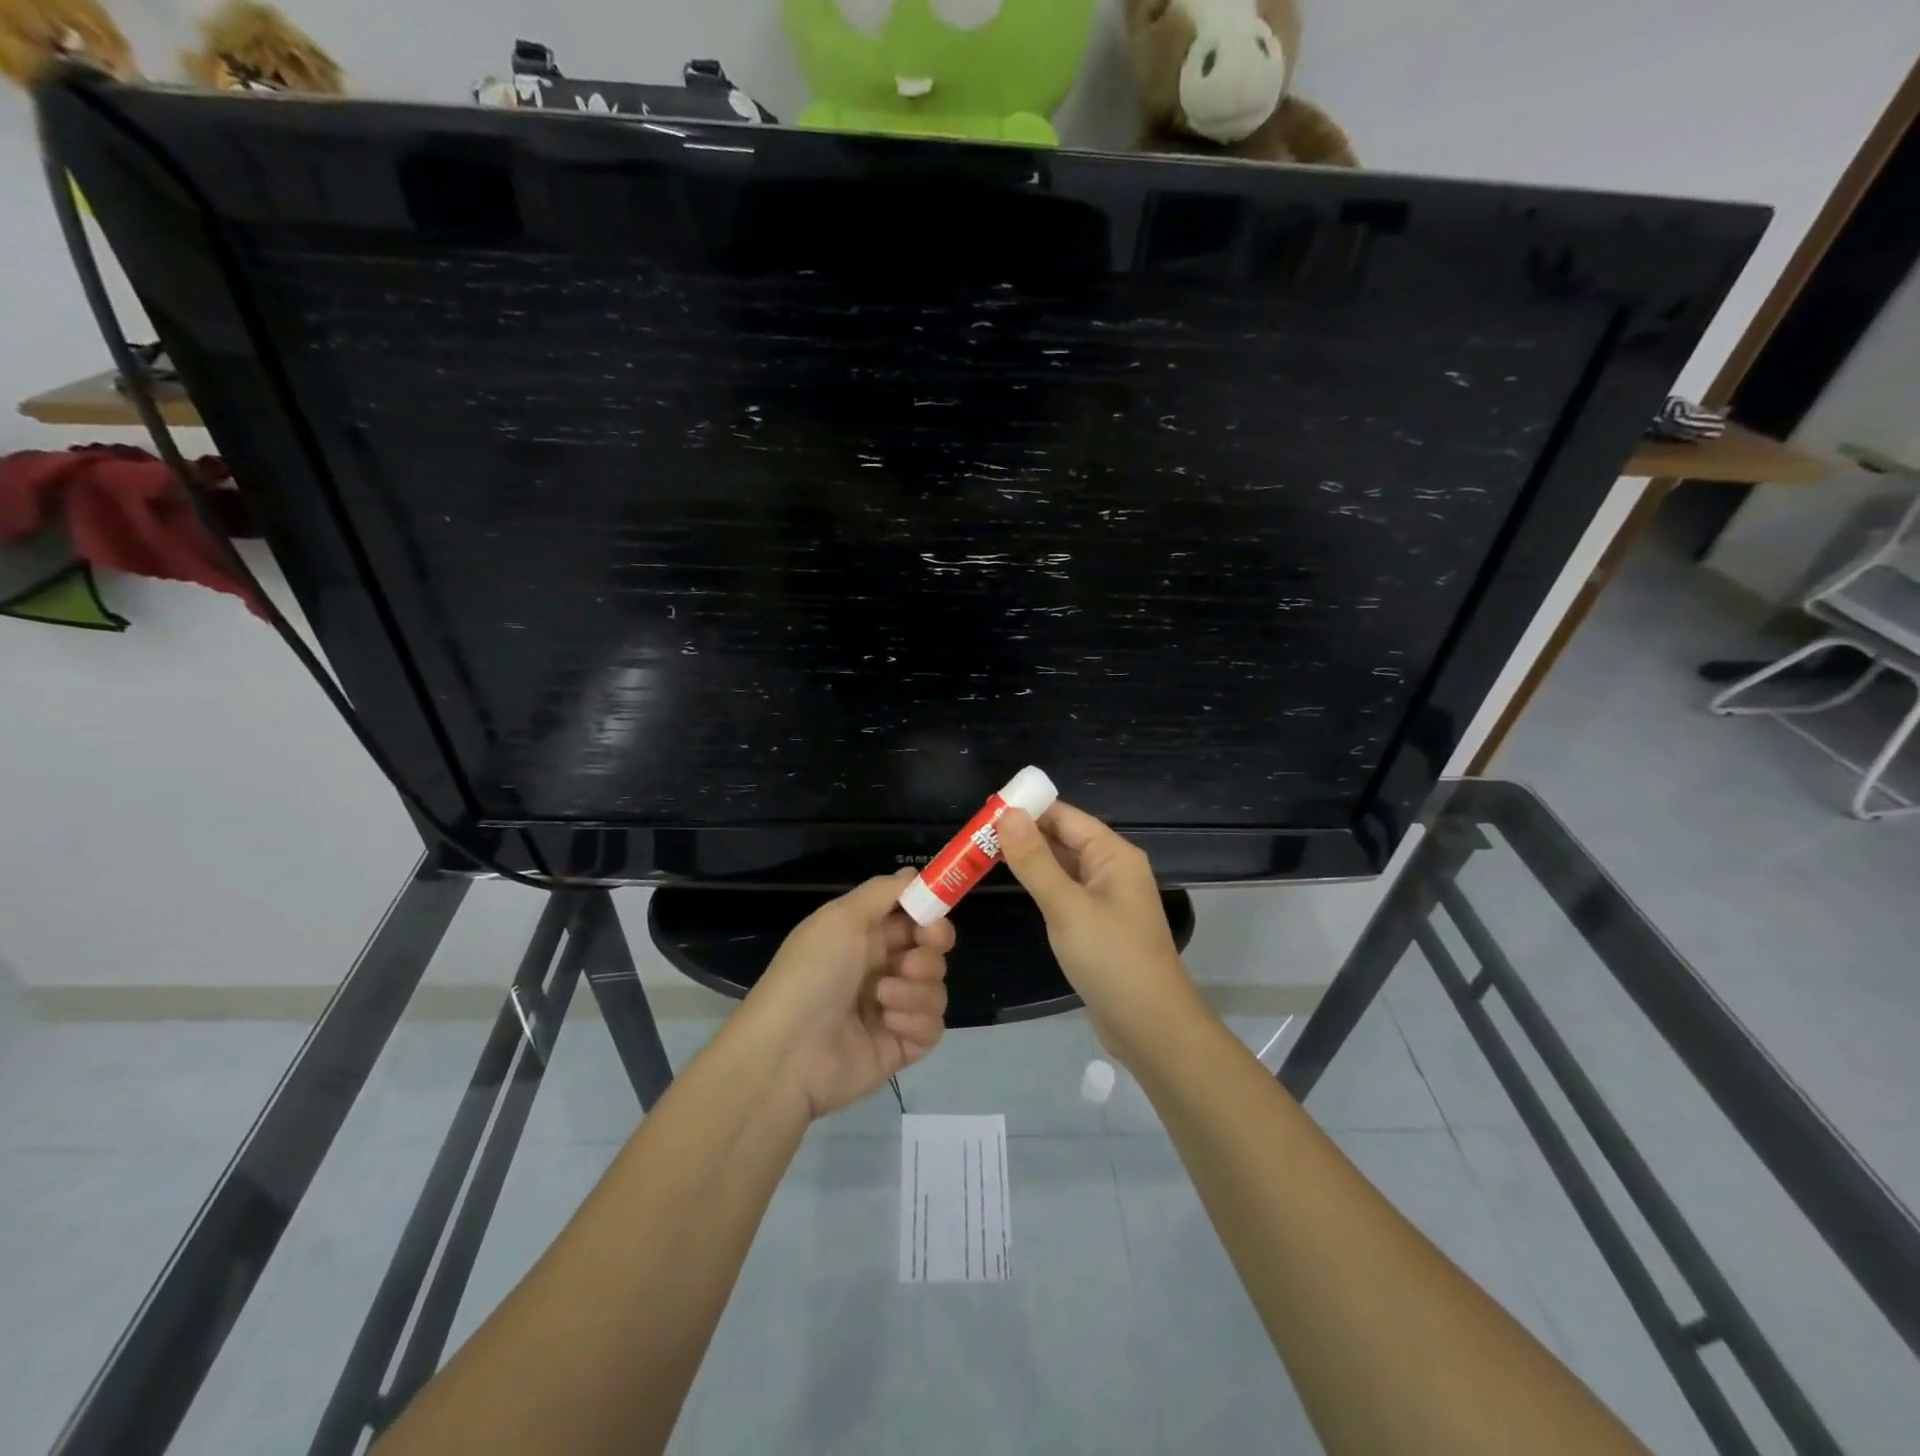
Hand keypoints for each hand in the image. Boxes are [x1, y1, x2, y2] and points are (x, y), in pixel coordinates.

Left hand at [743, 871, 952, 1119]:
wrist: (788, 1053)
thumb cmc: (812, 973)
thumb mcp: (840, 918)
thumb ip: (883, 892)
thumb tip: (914, 874)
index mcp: (865, 937)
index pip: (914, 918)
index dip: (931, 915)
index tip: (933, 920)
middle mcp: (882, 969)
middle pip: (932, 951)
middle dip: (930, 952)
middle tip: (910, 962)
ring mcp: (893, 1009)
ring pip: (936, 988)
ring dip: (916, 989)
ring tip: (883, 998)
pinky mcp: (901, 1046)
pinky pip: (932, 1027)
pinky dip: (916, 1021)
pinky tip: (889, 1023)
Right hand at [997, 802, 1200, 1064]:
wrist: (1149, 1026)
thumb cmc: (1111, 958)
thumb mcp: (1067, 906)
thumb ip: (1035, 860)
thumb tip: (1008, 814)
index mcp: (1113, 855)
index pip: (1066, 816)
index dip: (1028, 809)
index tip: (985, 810)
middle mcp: (1112, 869)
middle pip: (1064, 839)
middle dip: (1024, 834)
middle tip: (975, 835)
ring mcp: (1106, 899)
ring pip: (1062, 866)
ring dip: (1029, 860)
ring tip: (983, 854)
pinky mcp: (1097, 925)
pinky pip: (1065, 892)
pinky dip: (1040, 885)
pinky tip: (1013, 886)